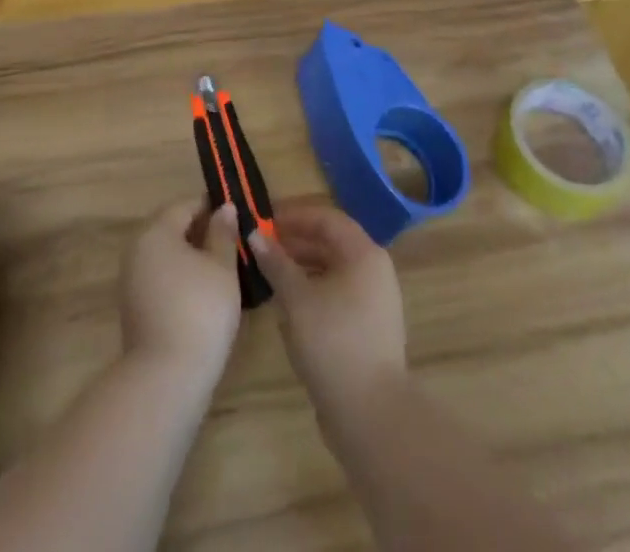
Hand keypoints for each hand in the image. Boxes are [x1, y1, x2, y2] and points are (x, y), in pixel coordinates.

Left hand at [120, 199, 242, 384]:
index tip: (236, 213)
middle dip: (202, 231)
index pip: (185, 205)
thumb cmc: (199, 311)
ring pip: (166, 255)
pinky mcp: (134, 308)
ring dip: (192, 256)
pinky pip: (160, 278)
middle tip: (233, 241)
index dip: (211, 205)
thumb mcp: (222, 268)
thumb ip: (223, 233)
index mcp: (156, 232)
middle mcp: (137, 249)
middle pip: (172, 228)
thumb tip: (224, 208)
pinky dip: (181, 277)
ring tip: (223, 267)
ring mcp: (131, 280)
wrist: (165, 379)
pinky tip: (203, 294)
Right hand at [250, 200, 407, 415]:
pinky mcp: (369, 327)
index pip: (325, 217)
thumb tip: (254, 235)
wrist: (372, 415)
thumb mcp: (296, 298)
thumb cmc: (333, 342)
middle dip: (294, 241)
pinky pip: (337, 293)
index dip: (293, 215)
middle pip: (330, 242)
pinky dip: (313, 290)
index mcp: (363, 253)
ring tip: (269, 273)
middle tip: (261, 246)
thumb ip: (275, 262)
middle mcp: (374, 270)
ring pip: (333, 269)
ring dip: (301, 266)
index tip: (262, 220)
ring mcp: (375, 300)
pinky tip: (287, 304)